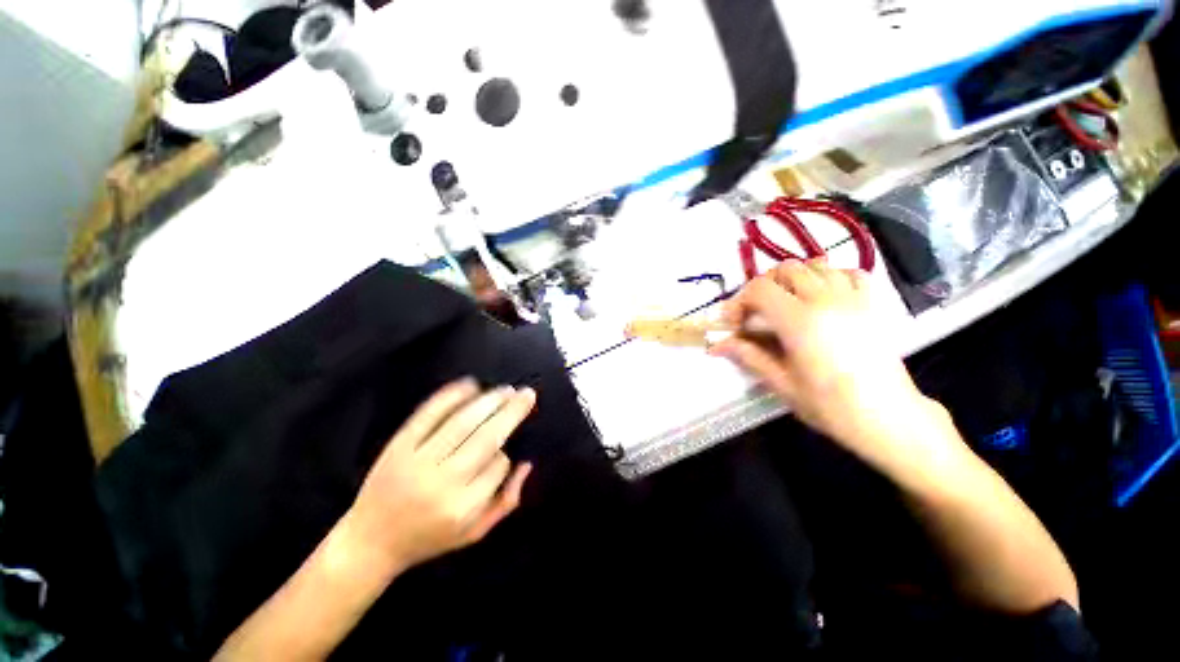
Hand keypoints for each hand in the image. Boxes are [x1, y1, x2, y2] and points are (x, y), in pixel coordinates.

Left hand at [342, 379, 534, 573]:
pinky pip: (428, 414)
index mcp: (462, 507)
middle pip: (486, 437)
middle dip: (511, 411)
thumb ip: (506, 502)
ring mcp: (418, 461)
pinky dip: (451, 396)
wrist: (370, 542)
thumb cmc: (429, 539)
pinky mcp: (398, 446)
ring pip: (462, 422)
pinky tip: (471, 385)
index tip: (505, 453)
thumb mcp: (474, 533)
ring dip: (489, 401)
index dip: (507, 454)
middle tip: (528, 394)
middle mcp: (443, 482)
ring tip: (506, 390)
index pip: (498, 466)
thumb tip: (526, 464)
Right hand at [710, 259, 946, 470]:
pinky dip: (829, 276)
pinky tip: (822, 296)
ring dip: (793, 279)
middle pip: (785, 269)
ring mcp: (852, 298)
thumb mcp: (782, 383)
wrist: (888, 417)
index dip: (739, 301)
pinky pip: (848, 272)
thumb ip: (749, 356)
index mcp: (799, 321)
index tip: (734, 322)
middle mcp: (825, 300)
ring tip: (786, 302)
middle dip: (763, 286)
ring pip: (815, 265)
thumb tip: (718, 346)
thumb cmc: (831, 406)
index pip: (759, 289)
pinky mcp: (871, 303)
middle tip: (756, 311)